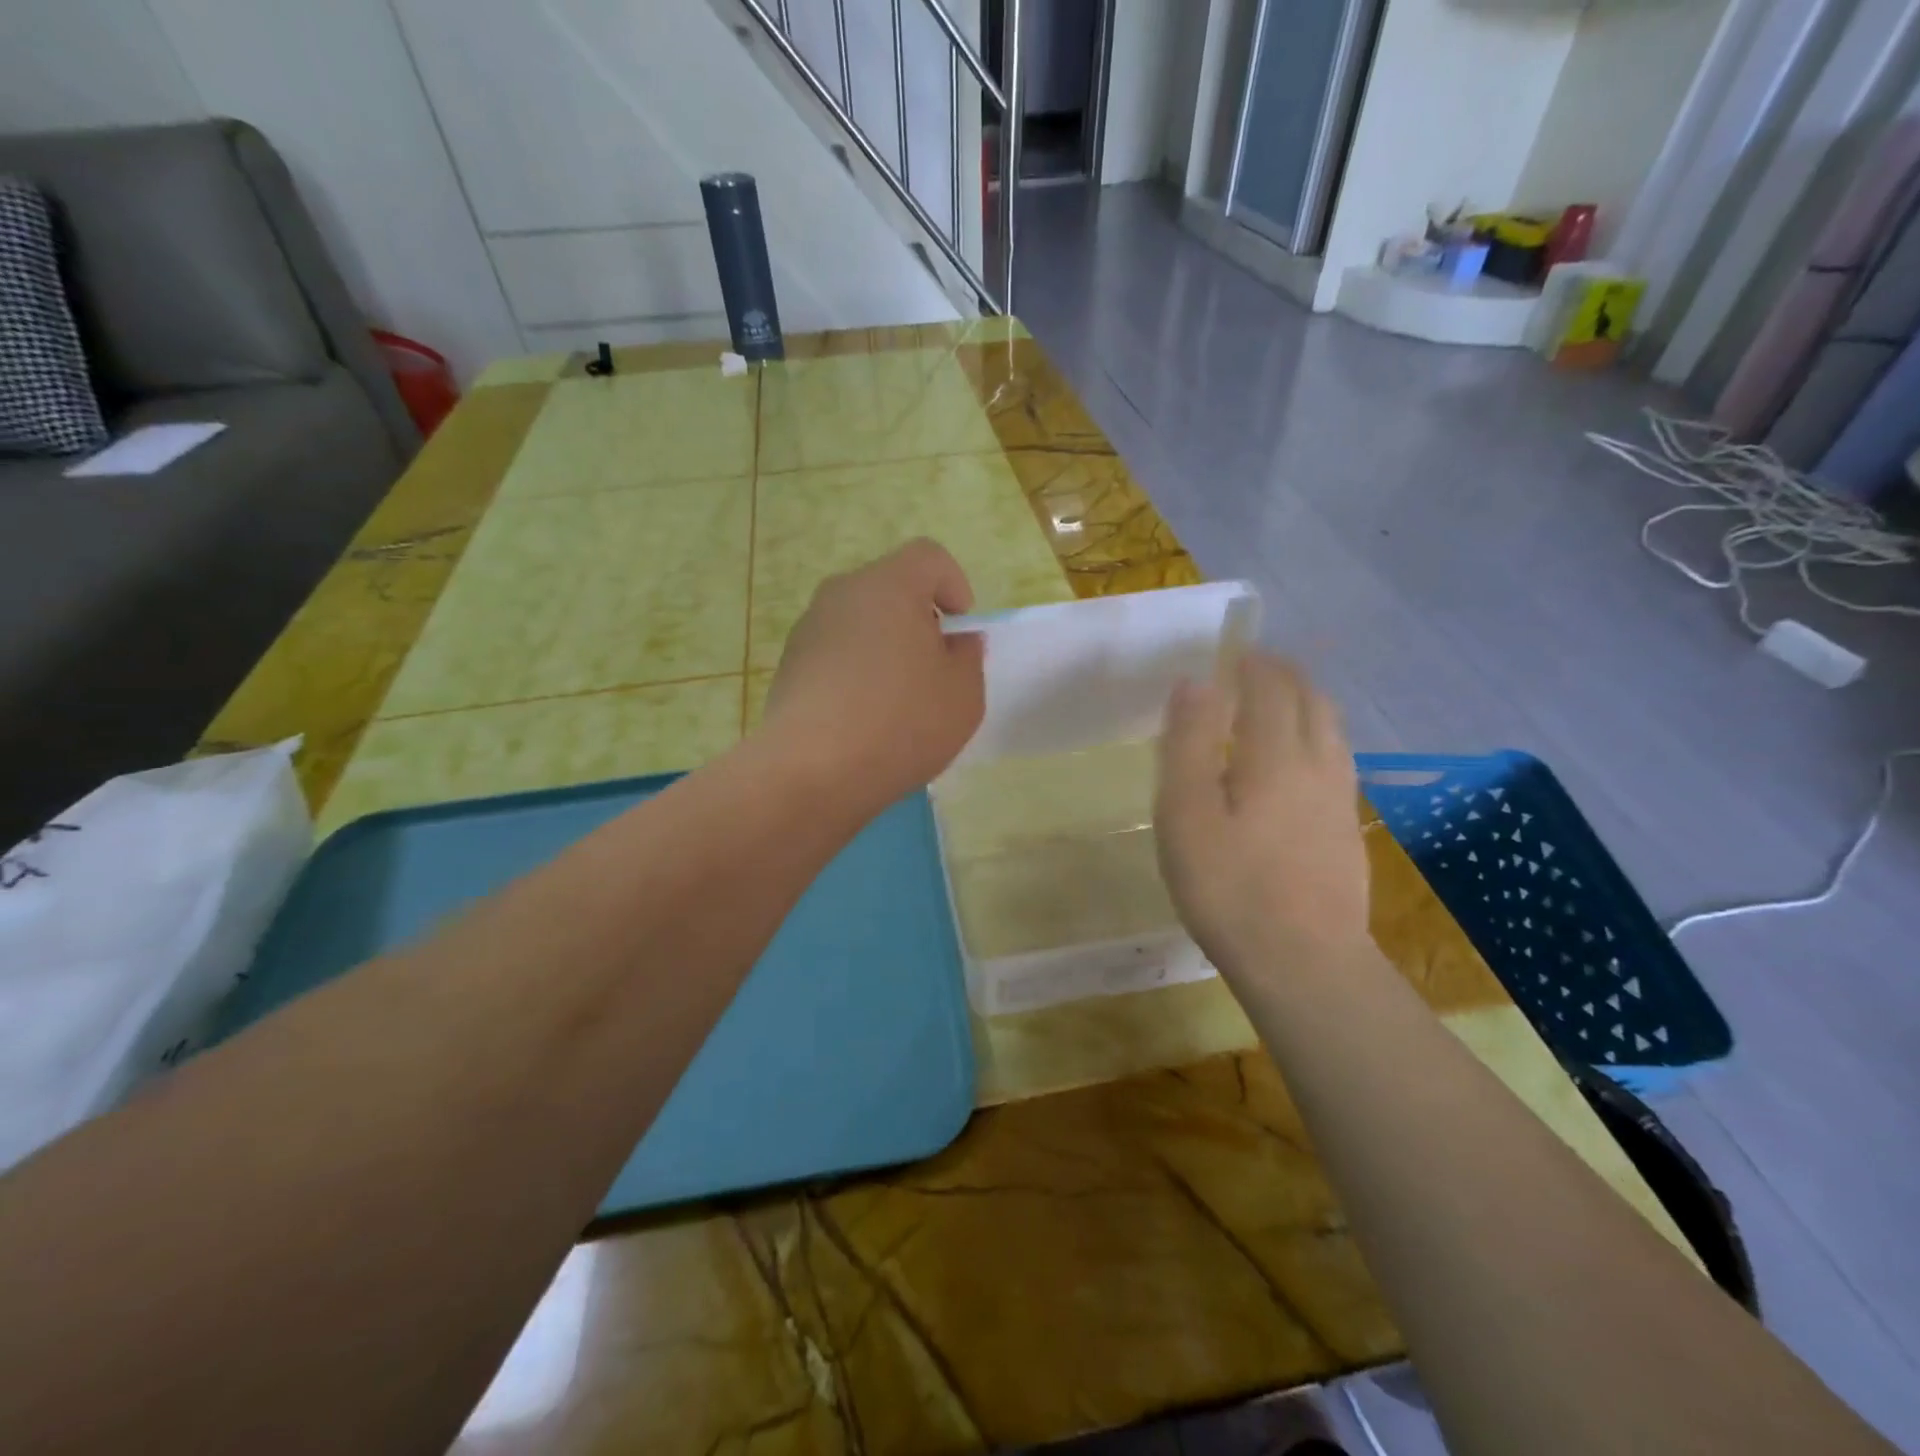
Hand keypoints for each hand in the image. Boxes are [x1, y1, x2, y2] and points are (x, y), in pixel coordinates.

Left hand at [764, 539, 985, 810]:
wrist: (811, 773)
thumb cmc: (900, 724)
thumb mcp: (963, 694)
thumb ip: (968, 656)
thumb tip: (954, 641)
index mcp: (888, 586)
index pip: (929, 557)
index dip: (955, 585)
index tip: (959, 632)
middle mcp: (841, 594)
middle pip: (891, 589)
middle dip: (919, 621)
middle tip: (933, 670)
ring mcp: (808, 630)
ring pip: (860, 623)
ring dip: (885, 649)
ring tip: (896, 702)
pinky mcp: (788, 666)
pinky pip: (836, 654)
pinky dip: (855, 673)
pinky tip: (862, 720)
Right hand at [1155, 653, 1369, 969]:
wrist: (1303, 961)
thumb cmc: (1229, 885)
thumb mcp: (1186, 813)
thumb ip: (1188, 743)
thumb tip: (1196, 683)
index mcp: (1275, 753)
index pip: (1270, 685)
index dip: (1251, 663)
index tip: (1231, 654)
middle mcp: (1318, 763)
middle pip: (1310, 699)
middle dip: (1282, 675)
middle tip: (1251, 671)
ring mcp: (1340, 797)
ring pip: (1331, 729)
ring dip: (1304, 703)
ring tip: (1275, 706)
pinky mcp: (1347, 828)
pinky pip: (1336, 760)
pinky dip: (1315, 738)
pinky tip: (1297, 764)